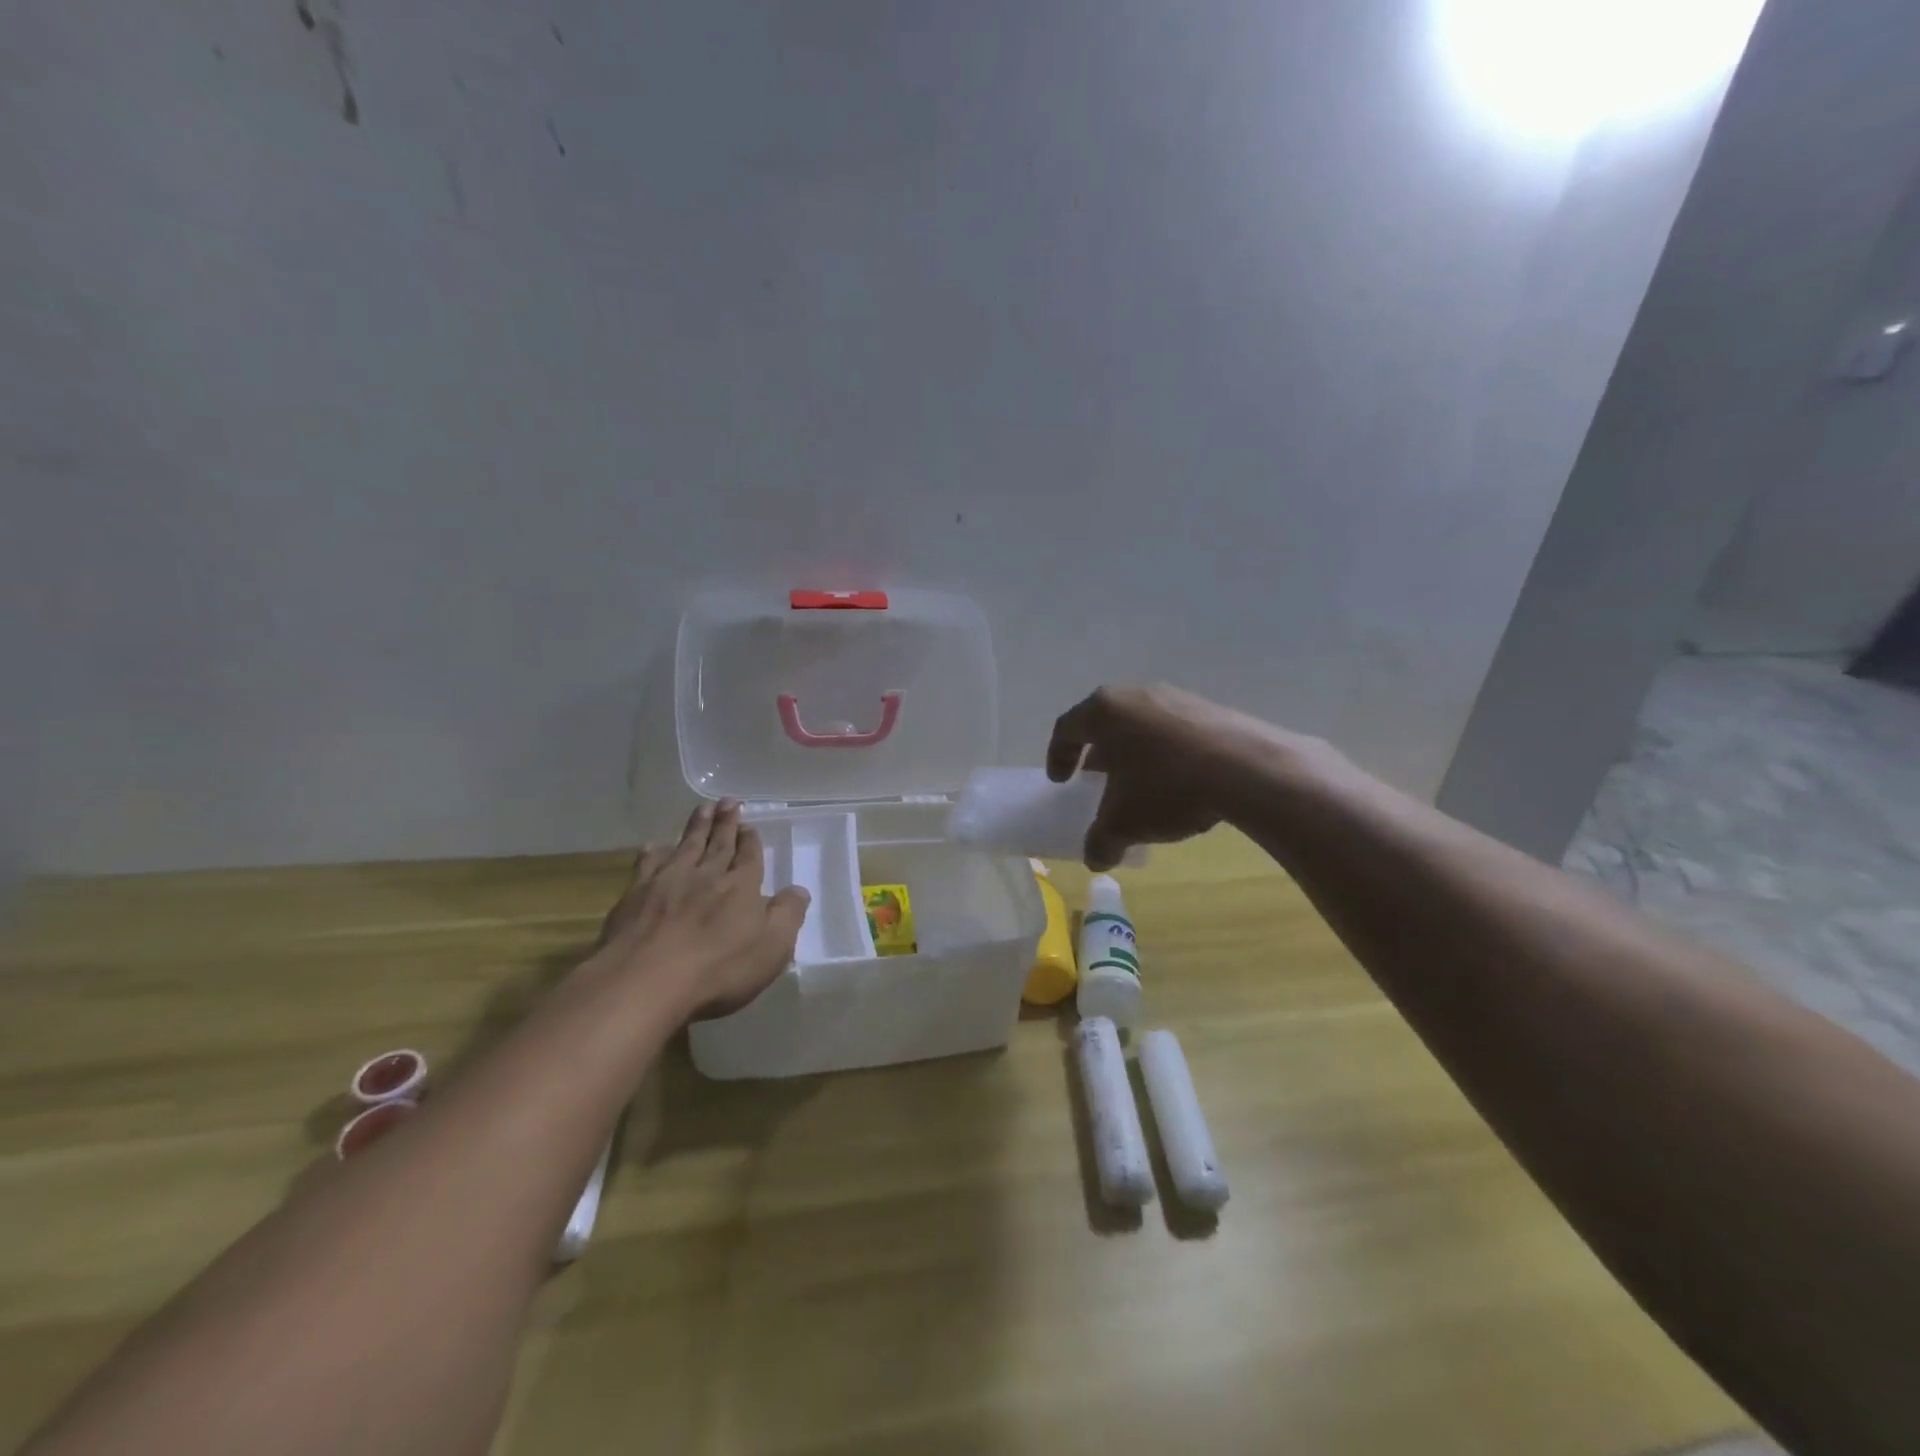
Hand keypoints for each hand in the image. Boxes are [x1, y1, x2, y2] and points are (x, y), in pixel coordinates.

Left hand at [596, 800, 809, 1019]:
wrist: (644, 981)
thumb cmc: (718, 969)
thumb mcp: (772, 948)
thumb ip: (788, 915)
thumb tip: (799, 890)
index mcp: (741, 887)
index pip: (749, 857)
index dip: (750, 841)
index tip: (750, 825)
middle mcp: (706, 875)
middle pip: (719, 844)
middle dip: (726, 822)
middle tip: (728, 802)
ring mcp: (668, 882)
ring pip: (686, 846)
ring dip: (696, 826)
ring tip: (703, 808)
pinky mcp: (635, 896)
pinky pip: (647, 864)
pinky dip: (654, 852)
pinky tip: (655, 846)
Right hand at [1046, 683, 1296, 870]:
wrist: (1247, 768)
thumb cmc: (1166, 787)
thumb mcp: (1124, 823)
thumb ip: (1101, 840)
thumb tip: (1096, 860)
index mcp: (1103, 711)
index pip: (1067, 729)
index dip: (1058, 756)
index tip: (1061, 781)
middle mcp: (1135, 694)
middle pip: (1106, 724)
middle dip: (1098, 755)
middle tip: (1097, 781)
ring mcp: (1176, 697)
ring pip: (1142, 726)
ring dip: (1135, 755)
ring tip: (1141, 786)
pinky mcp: (1210, 708)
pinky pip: (1175, 731)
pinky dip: (1167, 754)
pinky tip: (1179, 784)